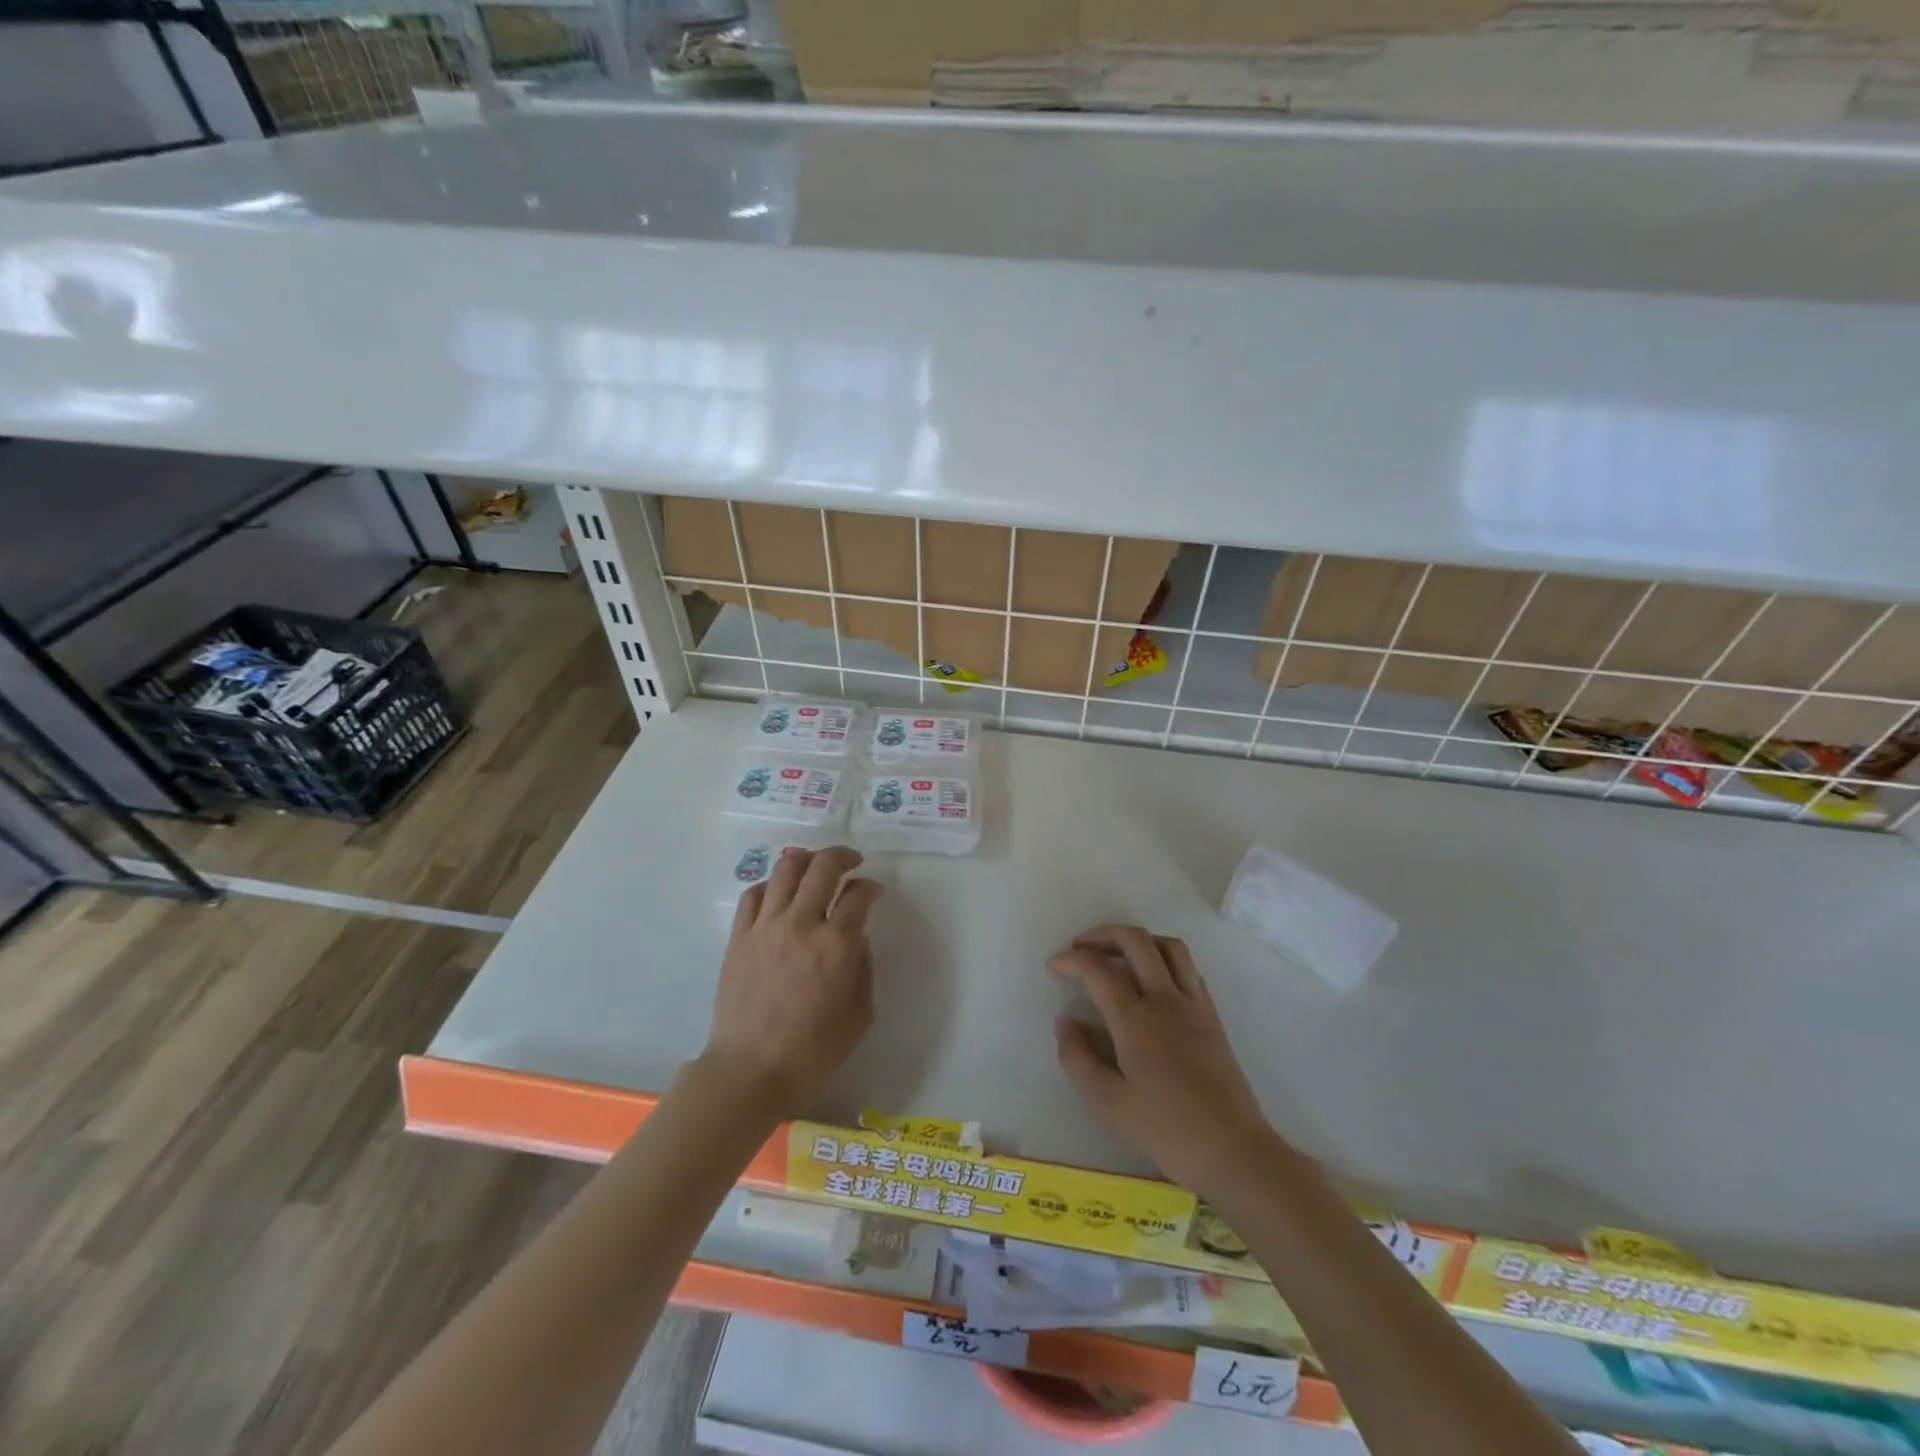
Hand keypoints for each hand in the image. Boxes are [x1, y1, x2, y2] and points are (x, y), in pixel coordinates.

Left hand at [700, 846, 882, 1117]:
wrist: (748, 1073)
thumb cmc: (811, 1053)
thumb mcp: (859, 1016)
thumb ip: (864, 970)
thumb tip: (857, 940)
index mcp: (836, 945)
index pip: (858, 894)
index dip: (870, 886)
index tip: (873, 891)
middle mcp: (801, 924)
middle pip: (822, 867)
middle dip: (842, 856)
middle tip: (851, 862)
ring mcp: (765, 927)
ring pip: (785, 870)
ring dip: (806, 859)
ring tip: (815, 865)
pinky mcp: (738, 937)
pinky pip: (754, 894)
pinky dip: (771, 885)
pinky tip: (779, 893)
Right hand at [1049, 925, 1274, 1196]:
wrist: (1231, 1150)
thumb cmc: (1164, 1129)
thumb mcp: (1107, 1102)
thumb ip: (1077, 1057)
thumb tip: (1065, 1021)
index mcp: (1135, 1019)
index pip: (1098, 969)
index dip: (1070, 959)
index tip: (1053, 966)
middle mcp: (1165, 999)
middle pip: (1135, 941)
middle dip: (1102, 935)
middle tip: (1080, 947)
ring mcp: (1194, 1004)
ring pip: (1168, 946)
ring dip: (1137, 940)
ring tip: (1116, 954)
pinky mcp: (1212, 1015)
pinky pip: (1188, 967)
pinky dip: (1163, 958)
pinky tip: (1152, 979)